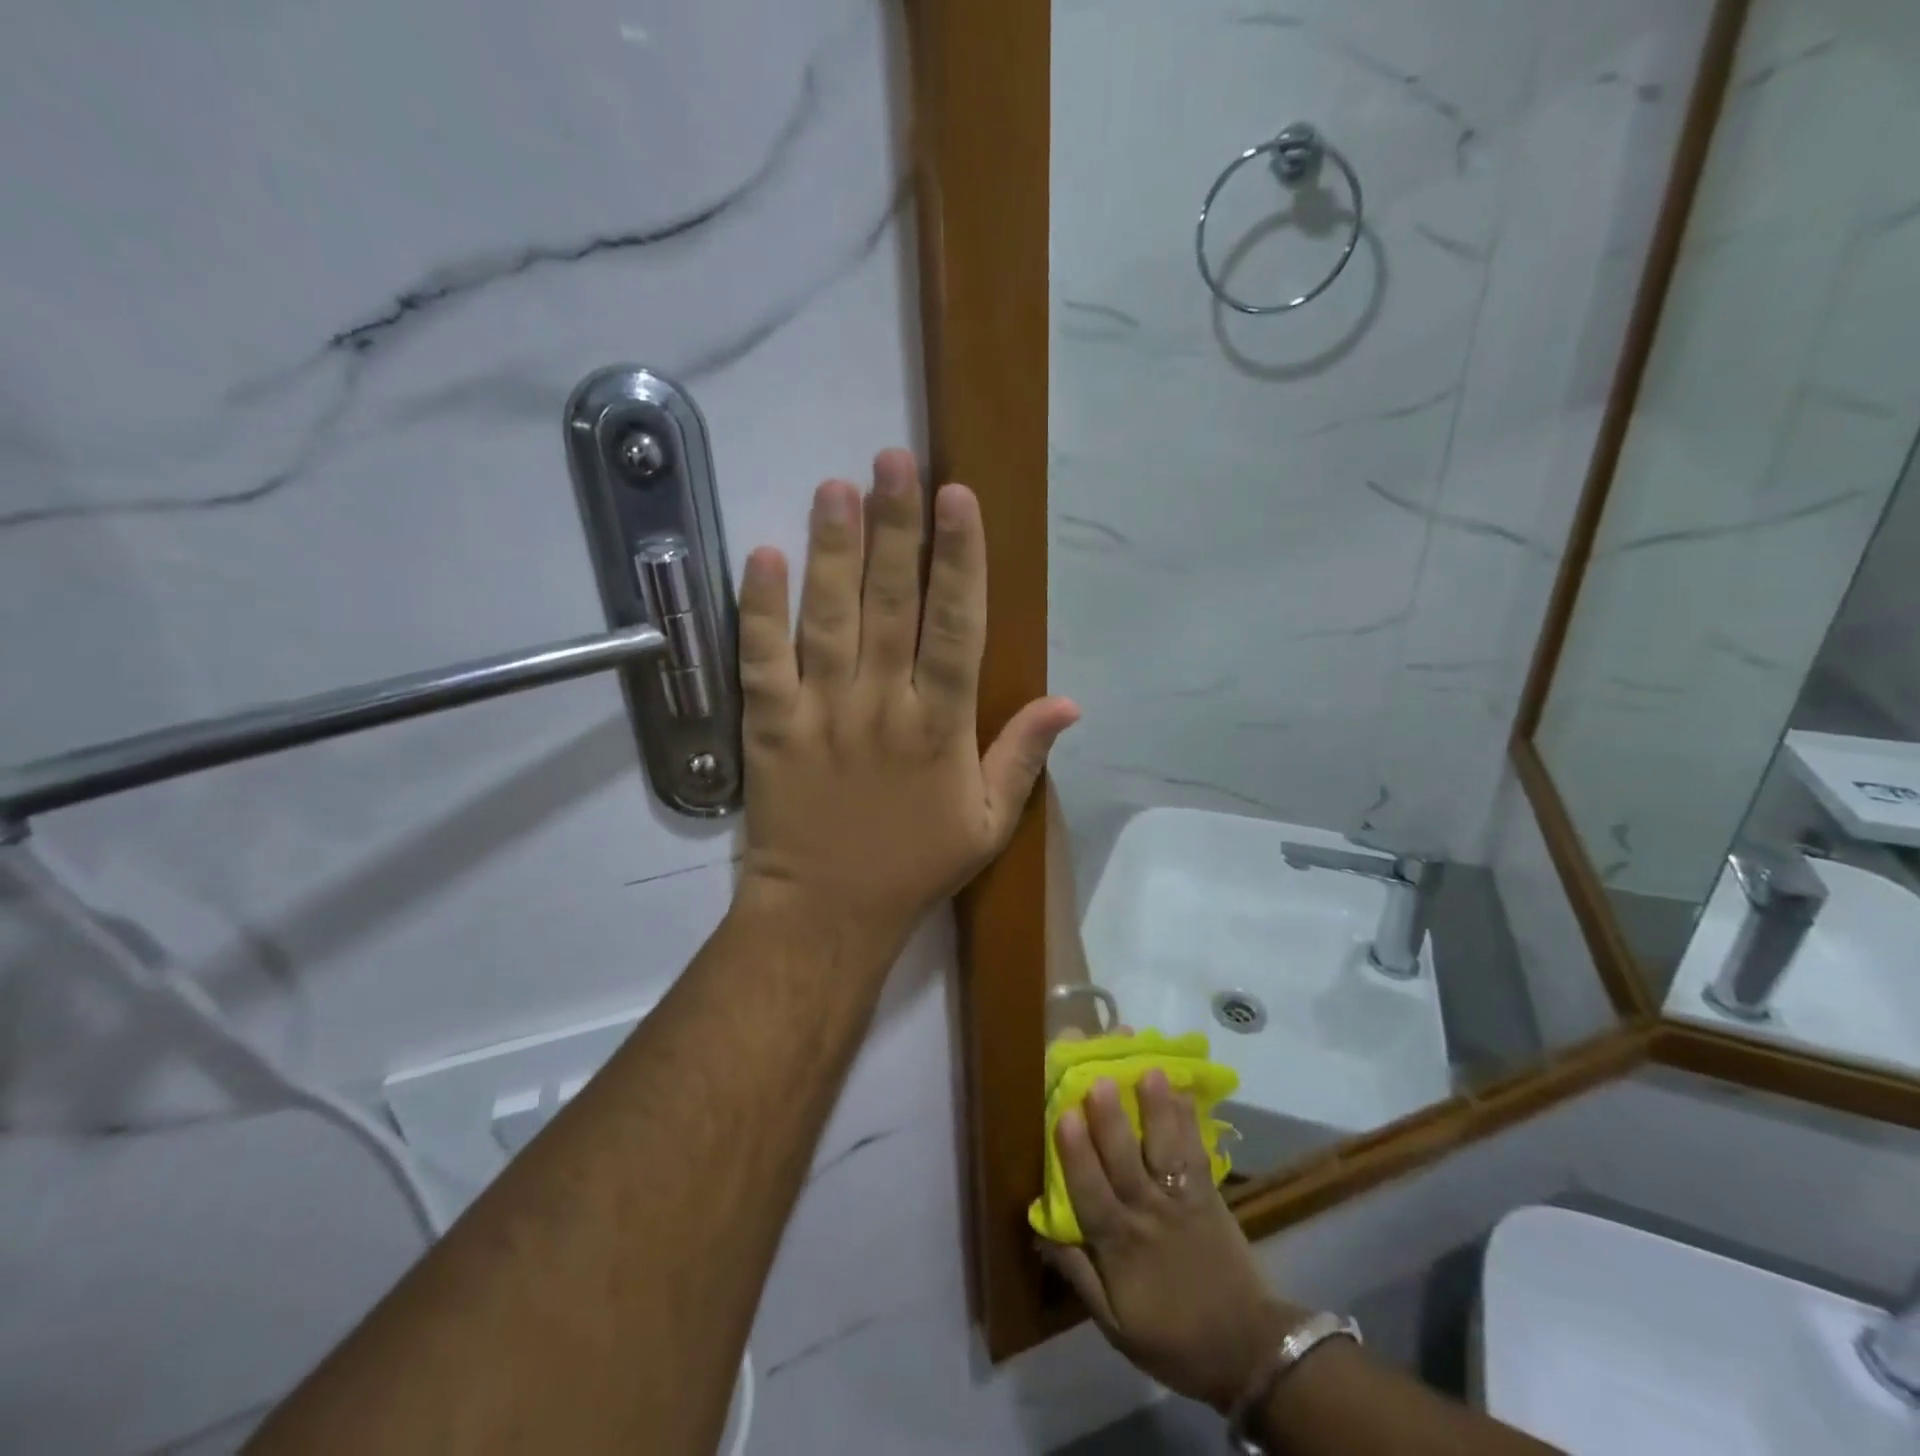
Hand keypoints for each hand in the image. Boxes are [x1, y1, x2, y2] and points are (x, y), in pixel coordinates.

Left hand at [733, 449, 1078, 946]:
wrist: (826, 913)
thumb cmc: (912, 867)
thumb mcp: (987, 823)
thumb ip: (1023, 756)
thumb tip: (1070, 702)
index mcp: (940, 728)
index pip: (956, 628)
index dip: (960, 560)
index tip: (959, 499)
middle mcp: (882, 707)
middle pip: (892, 604)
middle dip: (897, 528)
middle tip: (895, 460)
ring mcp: (821, 714)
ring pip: (828, 618)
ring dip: (833, 549)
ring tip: (837, 486)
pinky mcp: (769, 727)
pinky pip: (763, 660)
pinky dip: (759, 609)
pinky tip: (763, 556)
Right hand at [1040, 1072, 1302, 1413]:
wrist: (1249, 1350)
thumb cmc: (1174, 1337)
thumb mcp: (1116, 1326)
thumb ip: (1079, 1276)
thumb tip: (1040, 1232)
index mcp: (1120, 1248)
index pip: (1092, 1195)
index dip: (1076, 1156)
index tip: (1063, 1115)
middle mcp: (1149, 1215)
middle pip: (1126, 1162)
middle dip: (1111, 1120)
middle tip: (1099, 1078)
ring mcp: (1183, 1201)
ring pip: (1165, 1150)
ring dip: (1157, 1110)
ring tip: (1149, 1070)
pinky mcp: (1210, 1194)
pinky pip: (1198, 1152)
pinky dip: (1190, 1120)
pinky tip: (1183, 1089)